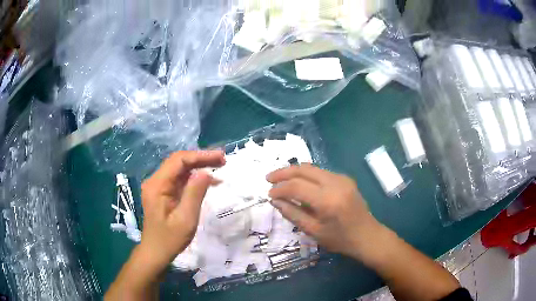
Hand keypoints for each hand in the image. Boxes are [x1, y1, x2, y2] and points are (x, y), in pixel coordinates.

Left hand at [139, 150, 225, 270]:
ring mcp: (158, 186)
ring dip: (198, 167)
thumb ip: (195, 193)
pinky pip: (179, 180)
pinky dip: (194, 178)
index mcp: (157, 185)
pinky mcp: (163, 193)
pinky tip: (208, 181)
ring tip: (219, 167)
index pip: (179, 160)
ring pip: (180, 169)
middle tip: (223, 161)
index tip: (220, 158)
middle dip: (201, 159)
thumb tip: (207, 172)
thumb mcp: (185, 219)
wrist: (156, 252)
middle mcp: (155, 181)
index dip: (200, 156)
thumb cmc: (170, 239)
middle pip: (179, 162)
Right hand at [267, 164, 385, 261]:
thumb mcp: (314, 231)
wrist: (367, 236)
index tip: (269, 194)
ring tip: (280, 179)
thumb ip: (293, 213)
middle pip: (304, 169)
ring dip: (294, 171)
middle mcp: (335, 183)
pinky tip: (299, 182)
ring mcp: (342, 178)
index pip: (297, 186)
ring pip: (312, 168)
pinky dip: (306, 175)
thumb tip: (275, 201)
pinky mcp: (345, 179)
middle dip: (284, 172)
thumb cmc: (340, 239)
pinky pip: (321, 172)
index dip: (280, 189)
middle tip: (269, 178)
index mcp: (328, 200)